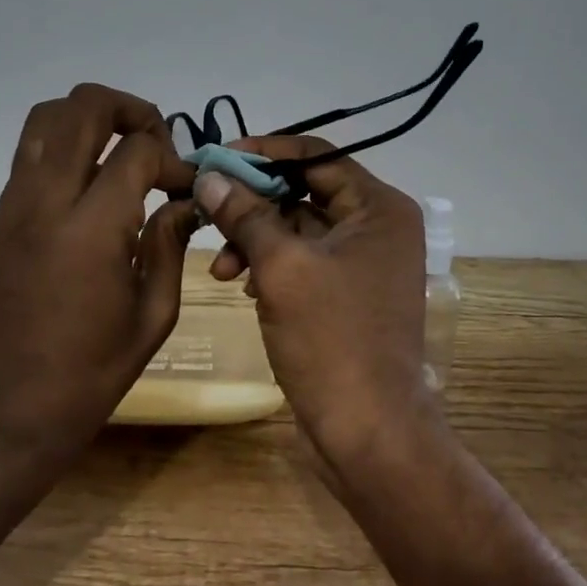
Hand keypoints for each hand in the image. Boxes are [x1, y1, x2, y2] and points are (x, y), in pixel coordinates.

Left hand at [0, 83, 197, 457]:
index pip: (136, 152)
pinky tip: (88, 188)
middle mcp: (44, 205)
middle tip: (155, 141)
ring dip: (90, 119)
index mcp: (90, 232)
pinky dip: (64, 150)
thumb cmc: (97, 369)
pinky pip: (29, 157)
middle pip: (82, 108)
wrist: (16, 408)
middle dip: (130, 109)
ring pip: (45, 119)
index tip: (185, 185)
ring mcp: (11, 209)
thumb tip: (182, 198)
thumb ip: (170, 242)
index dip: (172, 158)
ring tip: (119, 150)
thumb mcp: (155, 313)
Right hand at [193, 135, 434, 467]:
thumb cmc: (331, 339)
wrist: (368, 431)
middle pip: (304, 191)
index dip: (264, 153)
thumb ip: (245, 215)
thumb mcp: (281, 267)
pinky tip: (241, 285)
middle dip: (253, 204)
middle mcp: (378, 227)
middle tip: (207, 209)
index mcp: (379, 208)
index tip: (216, 160)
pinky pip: (302, 261)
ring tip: (220, 268)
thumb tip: (210, 175)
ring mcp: (364, 262)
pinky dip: (270, 265)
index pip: (316, 156)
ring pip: (298, 228)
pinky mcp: (347, 293)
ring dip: (255, 239)